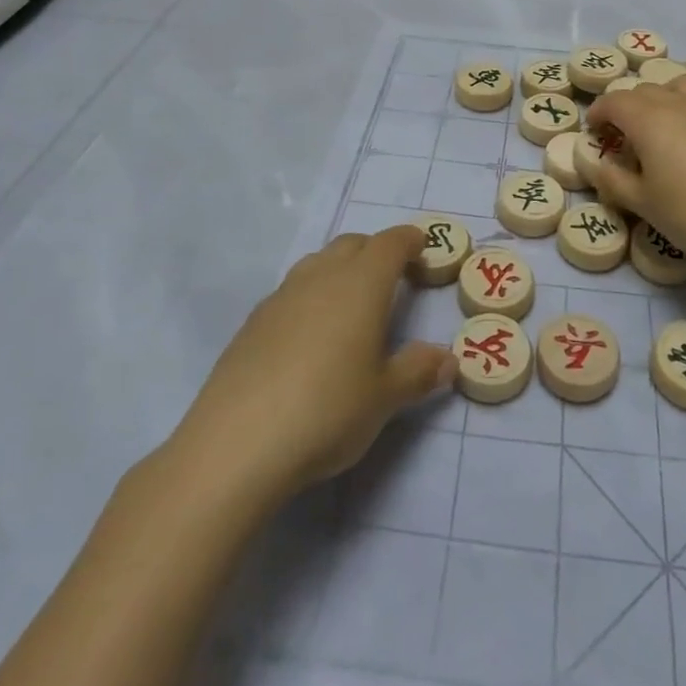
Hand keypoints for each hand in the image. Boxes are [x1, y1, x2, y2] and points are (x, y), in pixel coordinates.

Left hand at [165, 225, 454, 503]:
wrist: (236, 444)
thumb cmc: (327, 411)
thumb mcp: (384, 398)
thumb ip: (418, 372)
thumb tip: (449, 360)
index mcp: (362, 283)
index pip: (390, 243)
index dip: (409, 241)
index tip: (422, 248)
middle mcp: (322, 276)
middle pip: (352, 244)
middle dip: (375, 252)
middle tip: (392, 279)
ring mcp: (282, 295)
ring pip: (318, 263)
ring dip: (340, 270)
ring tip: (351, 305)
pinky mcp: (253, 321)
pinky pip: (292, 291)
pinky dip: (310, 296)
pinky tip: (309, 336)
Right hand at [586, 78, 685, 269]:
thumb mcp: (642, 203)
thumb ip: (613, 180)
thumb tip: (597, 165)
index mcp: (648, 120)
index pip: (614, 102)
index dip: (599, 112)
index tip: (594, 129)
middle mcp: (678, 103)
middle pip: (644, 90)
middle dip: (627, 106)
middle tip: (623, 134)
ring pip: (679, 84)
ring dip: (663, 95)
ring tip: (661, 118)